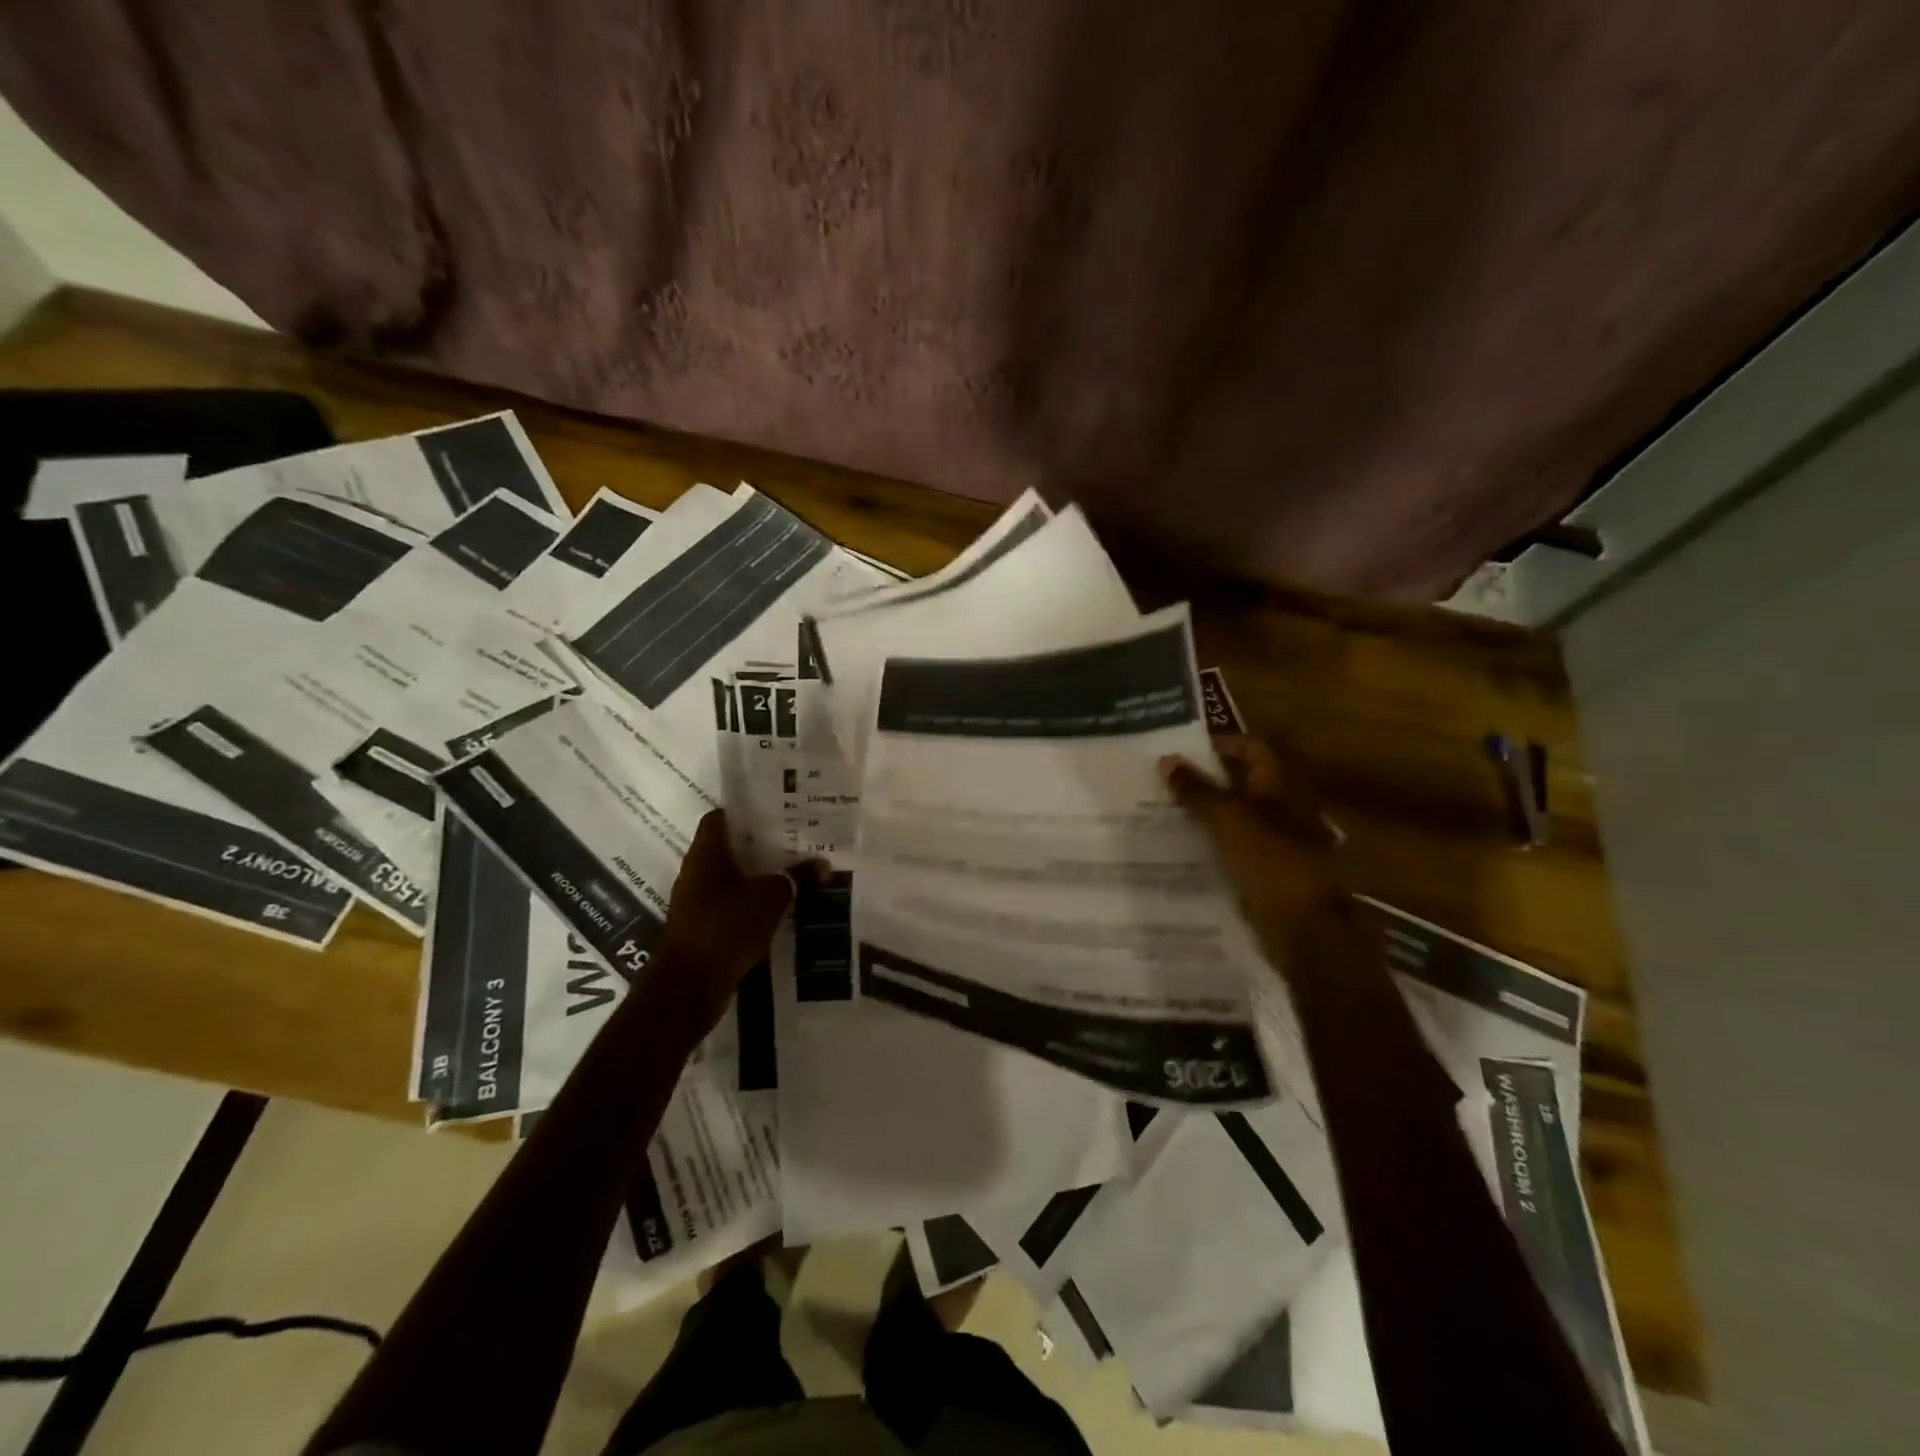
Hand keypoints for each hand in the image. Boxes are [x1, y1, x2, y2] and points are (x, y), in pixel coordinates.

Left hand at [661, 810, 793, 999]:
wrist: (690, 985)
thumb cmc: (727, 927)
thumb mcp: (771, 897)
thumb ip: (796, 877)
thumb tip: (822, 864)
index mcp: (706, 854)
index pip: (719, 818)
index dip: (745, 812)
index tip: (773, 813)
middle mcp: (695, 872)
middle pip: (726, 848)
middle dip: (757, 846)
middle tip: (791, 842)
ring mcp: (693, 902)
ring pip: (728, 878)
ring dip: (753, 876)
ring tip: (789, 873)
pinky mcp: (699, 928)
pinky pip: (727, 905)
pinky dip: (747, 903)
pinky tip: (774, 907)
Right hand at [1160, 735, 1340, 958]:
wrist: (1305, 929)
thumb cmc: (1271, 862)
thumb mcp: (1228, 820)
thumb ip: (1197, 790)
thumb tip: (1166, 759)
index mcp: (1282, 785)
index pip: (1251, 747)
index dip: (1219, 744)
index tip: (1181, 751)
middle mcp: (1285, 807)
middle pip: (1243, 782)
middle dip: (1206, 780)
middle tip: (1164, 782)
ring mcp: (1280, 841)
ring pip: (1237, 817)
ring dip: (1206, 814)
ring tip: (1165, 813)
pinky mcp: (1270, 871)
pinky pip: (1236, 848)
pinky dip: (1213, 844)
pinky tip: (1183, 850)